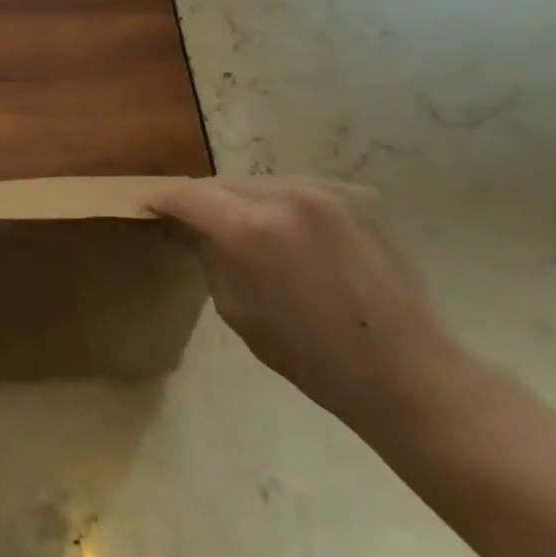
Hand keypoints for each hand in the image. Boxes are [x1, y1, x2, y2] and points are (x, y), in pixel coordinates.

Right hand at [149, 177, 471, 439]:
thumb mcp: (237, 310)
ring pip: (260, 183)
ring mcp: (327, 190)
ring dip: (244, 202)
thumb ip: (209, 257)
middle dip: (203, 201)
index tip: (148, 207)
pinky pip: (299, 190)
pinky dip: (284, 206)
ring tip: (248, 232)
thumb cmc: (312, 357)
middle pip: (223, 183)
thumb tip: (191, 228)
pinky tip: (295, 238)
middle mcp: (286, 195)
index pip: (187, 195)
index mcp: (251, 230)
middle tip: (192, 223)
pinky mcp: (357, 195)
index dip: (162, 200)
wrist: (407, 373)